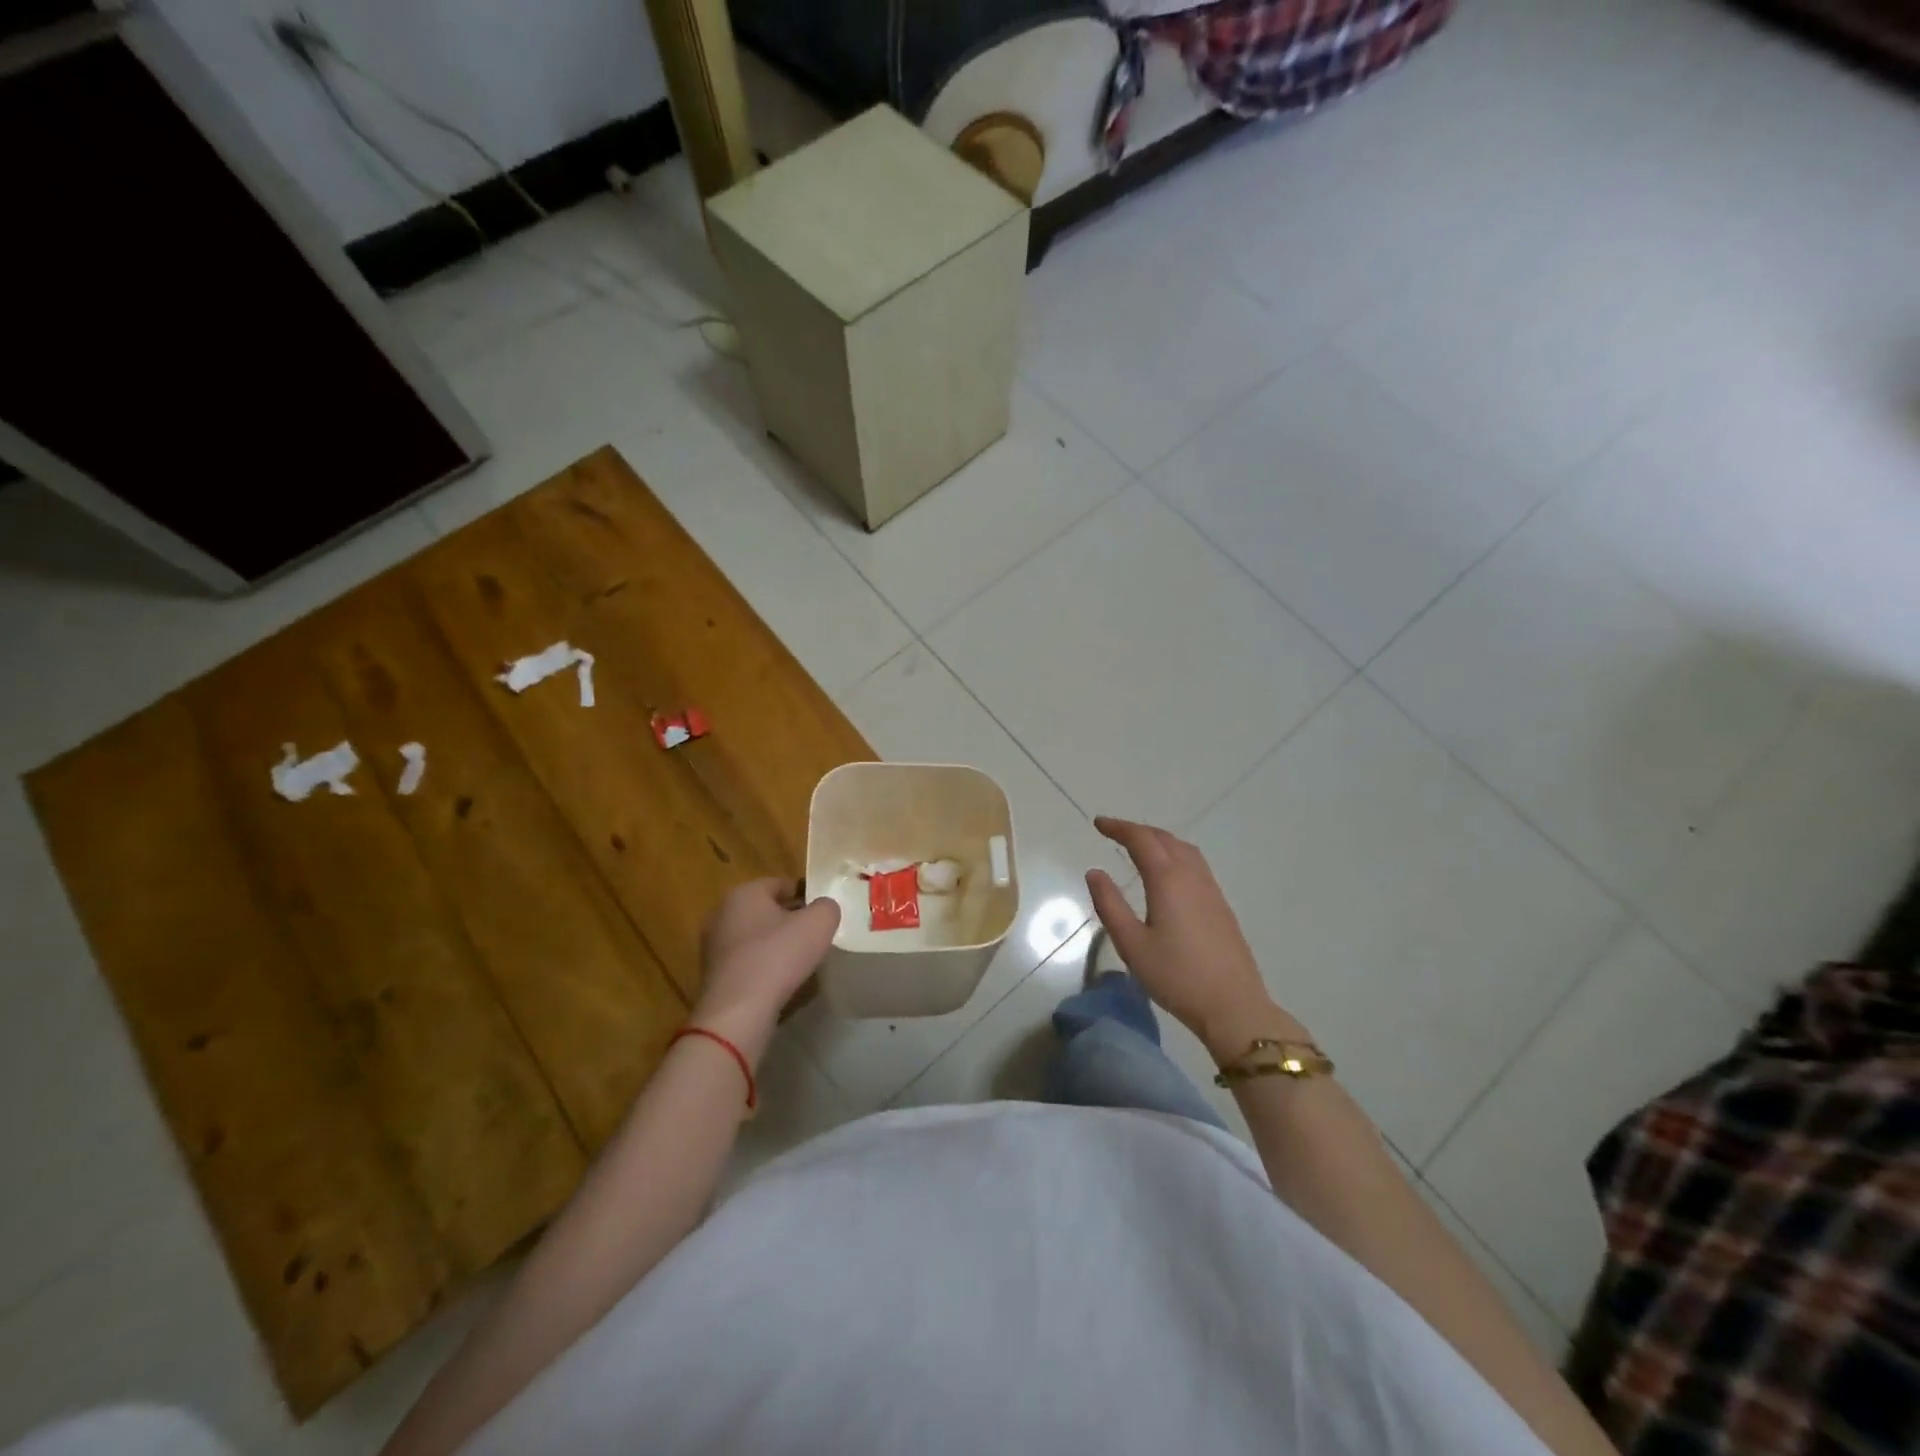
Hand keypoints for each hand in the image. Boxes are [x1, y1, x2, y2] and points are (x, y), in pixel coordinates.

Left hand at [691, 879, 840, 1062]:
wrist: (738, 1012)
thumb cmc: (778, 956)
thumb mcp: (819, 923)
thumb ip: (827, 907)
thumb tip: (823, 909)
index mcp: (744, 892)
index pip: (781, 884)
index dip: (806, 896)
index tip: (823, 914)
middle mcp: (722, 912)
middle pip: (766, 910)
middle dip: (789, 920)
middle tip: (814, 936)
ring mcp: (713, 945)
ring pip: (755, 936)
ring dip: (775, 944)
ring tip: (799, 960)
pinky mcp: (712, 974)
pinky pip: (746, 961)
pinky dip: (762, 965)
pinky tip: (779, 980)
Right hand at [1086, 817, 1308, 1063]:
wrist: (1233, 1007)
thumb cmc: (1176, 976)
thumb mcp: (1132, 945)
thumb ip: (1110, 905)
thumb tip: (1095, 872)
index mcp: (1168, 880)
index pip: (1141, 840)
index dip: (1119, 828)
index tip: (1098, 824)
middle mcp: (1192, 877)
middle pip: (1165, 839)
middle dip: (1138, 831)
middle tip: (1114, 832)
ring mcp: (1211, 890)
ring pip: (1185, 850)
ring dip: (1160, 840)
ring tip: (1140, 847)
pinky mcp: (1221, 906)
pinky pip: (1196, 864)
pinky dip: (1176, 854)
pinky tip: (1169, 873)